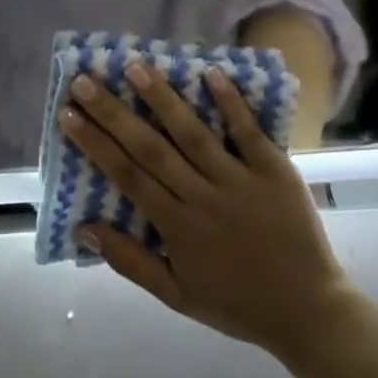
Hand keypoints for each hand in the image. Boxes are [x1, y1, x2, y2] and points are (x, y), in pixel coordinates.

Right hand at [63, 66, 357, 362]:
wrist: (309, 311)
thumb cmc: (237, 303)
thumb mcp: (177, 296)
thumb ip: (130, 262)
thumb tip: (84, 228)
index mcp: (176, 226)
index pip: (127, 176)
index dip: (95, 144)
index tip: (69, 114)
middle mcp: (201, 197)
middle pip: (150, 148)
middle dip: (114, 112)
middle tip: (86, 81)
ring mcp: (239, 180)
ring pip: (193, 133)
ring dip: (162, 99)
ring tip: (135, 66)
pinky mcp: (274, 170)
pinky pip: (247, 132)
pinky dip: (230, 103)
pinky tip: (209, 72)